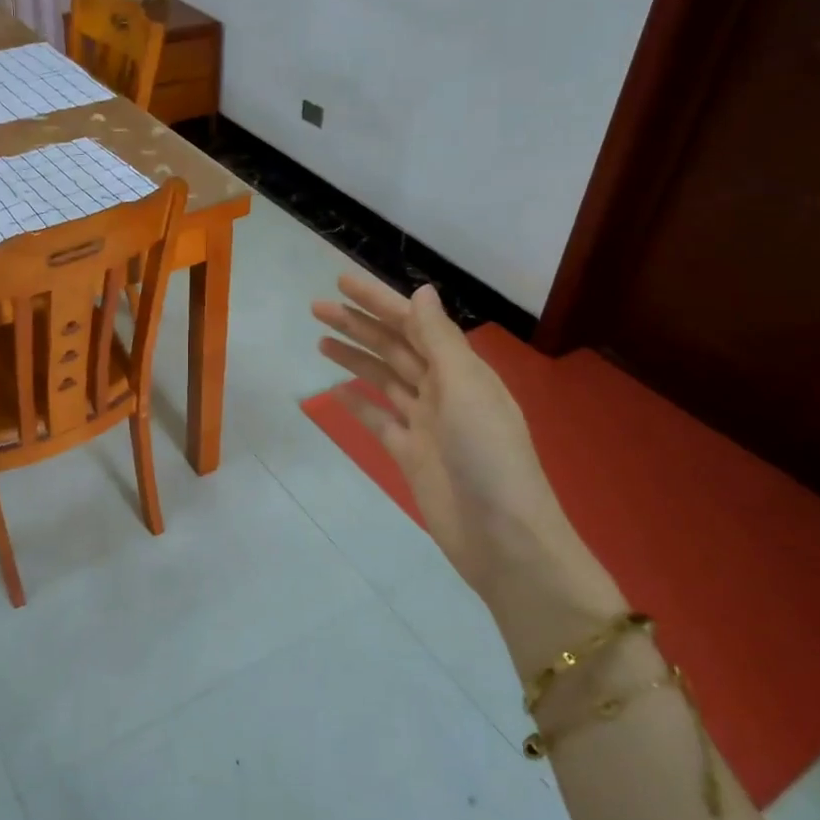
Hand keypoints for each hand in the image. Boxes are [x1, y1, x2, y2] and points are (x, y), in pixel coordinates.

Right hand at [311, 274, 569, 591]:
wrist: (502, 537)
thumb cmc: (488, 456)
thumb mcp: (465, 388)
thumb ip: (440, 340)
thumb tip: (421, 291)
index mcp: (461, 370)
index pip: (414, 323)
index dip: (379, 300)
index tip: (342, 282)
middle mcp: (443, 390)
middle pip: (394, 348)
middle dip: (358, 325)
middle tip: (317, 307)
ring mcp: (426, 424)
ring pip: (384, 379)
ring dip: (355, 358)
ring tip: (320, 339)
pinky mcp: (410, 454)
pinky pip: (380, 420)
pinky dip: (359, 403)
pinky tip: (336, 390)